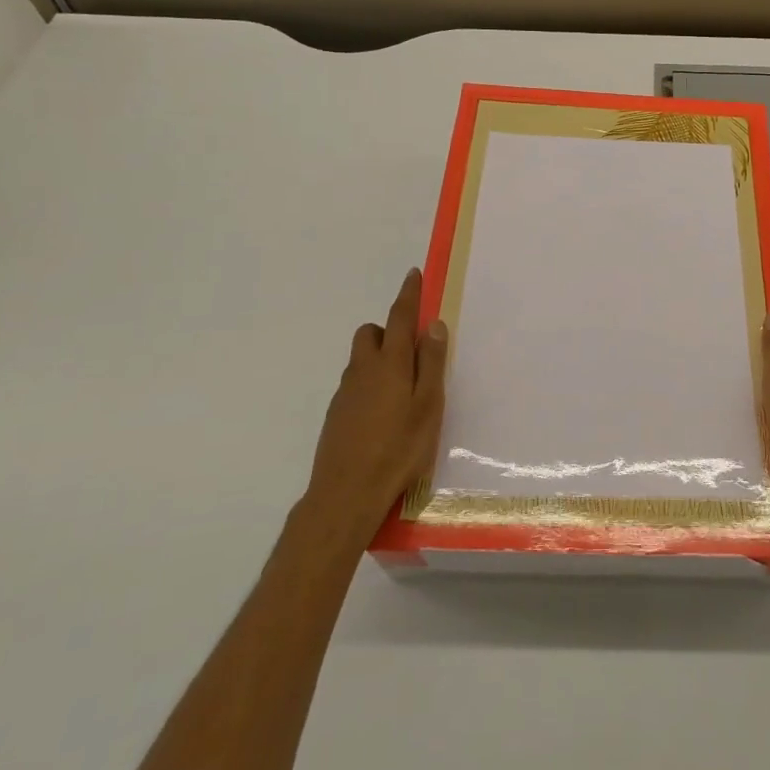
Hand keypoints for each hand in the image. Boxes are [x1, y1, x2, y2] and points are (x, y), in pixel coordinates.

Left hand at [307, 268, 446, 539]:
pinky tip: (383, 415)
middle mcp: (363, 370)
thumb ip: (432, 364)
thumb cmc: (398, 449)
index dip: (408, 295)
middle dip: (389, 330)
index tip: (413, 275)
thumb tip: (433, 325)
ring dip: (379, 358)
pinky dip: (369, 384)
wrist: (345, 494)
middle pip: (371, 334)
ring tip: (402, 390)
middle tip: (412, 352)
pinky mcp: (336, 414)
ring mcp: (345, 392)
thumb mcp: (428, 406)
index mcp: (391, 363)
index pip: (400, 317)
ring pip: (361, 360)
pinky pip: (355, 384)